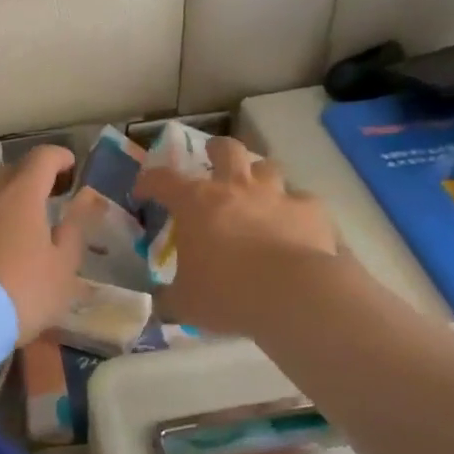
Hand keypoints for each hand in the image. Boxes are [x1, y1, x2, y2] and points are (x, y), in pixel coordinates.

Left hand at [0, 146, 92, 345]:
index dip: (59, 158)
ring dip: (2, 200)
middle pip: (9, 171)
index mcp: (21, 193)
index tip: (70, 167)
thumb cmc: (20, 292)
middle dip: (29, 178)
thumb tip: (80, 204)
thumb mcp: (62, 269)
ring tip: (15, 226)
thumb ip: (73, 231)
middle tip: (45, 199)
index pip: (42, 157)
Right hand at [134, 137, 339, 335]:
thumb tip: (161, 301)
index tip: (143, 193)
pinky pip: (302, 201)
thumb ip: (169, 297)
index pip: (162, 179)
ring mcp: (276, 195)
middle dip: (216, 150)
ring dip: (258, 175)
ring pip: (267, 167)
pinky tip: (295, 226)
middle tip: (213, 160)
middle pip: (226, 150)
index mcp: (196, 203)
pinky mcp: (310, 210)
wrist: (293, 295)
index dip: (148, 182)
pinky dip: (295, 210)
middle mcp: (235, 188)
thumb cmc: (227, 295)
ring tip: (257, 191)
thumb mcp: (185, 303)